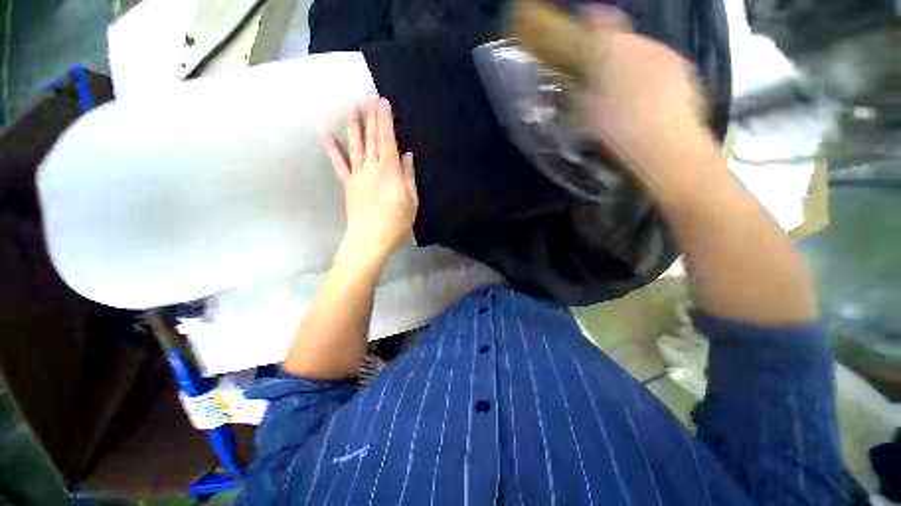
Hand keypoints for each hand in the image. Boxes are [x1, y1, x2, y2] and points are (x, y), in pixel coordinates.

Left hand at [323, 96, 417, 261]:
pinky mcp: (348, 184)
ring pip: (355, 145)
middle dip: (371, 116)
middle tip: (368, 96)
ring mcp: (357, 175)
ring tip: (351, 107)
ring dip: (353, 125)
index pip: (388, 139)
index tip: (383, 102)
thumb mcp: (411, 200)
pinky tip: (325, 134)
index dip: (385, 120)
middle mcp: (372, 167)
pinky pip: (339, 164)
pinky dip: (332, 149)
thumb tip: (407, 155)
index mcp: (389, 170)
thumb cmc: (396, 222)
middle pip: (372, 138)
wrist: (371, 239)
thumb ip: (408, 176)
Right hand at [581, 8, 712, 186]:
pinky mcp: (684, 68)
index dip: (590, 22)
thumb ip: (576, 92)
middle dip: (611, 52)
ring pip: (643, 51)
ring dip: (632, 64)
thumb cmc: (615, 129)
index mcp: (611, 51)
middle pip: (622, 39)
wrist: (664, 142)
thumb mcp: (583, 114)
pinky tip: (649, 98)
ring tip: (627, 92)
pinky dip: (652, 74)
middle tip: (603, 77)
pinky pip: (661, 63)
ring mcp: (666, 53)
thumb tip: (571, 85)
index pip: (599, 22)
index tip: (584, 29)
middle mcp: (640, 43)